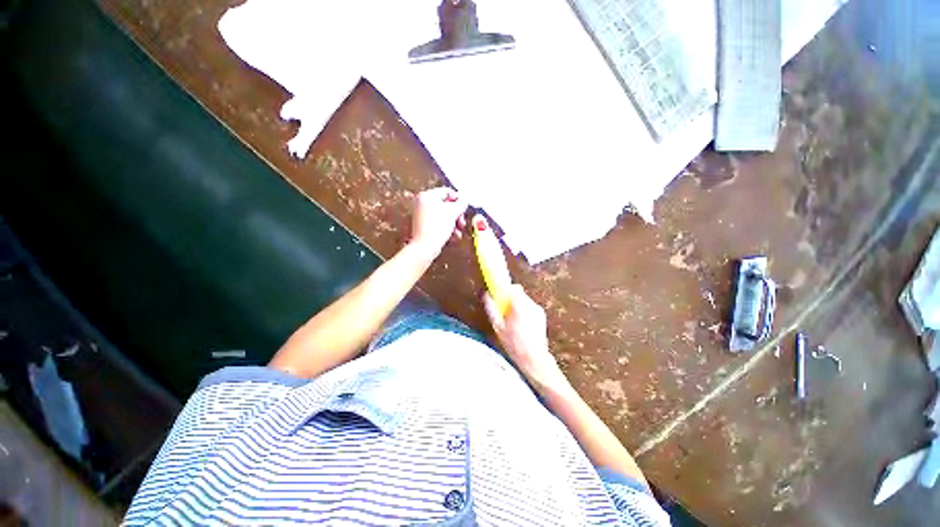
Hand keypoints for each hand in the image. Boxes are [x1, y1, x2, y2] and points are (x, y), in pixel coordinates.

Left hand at [410, 187, 467, 258]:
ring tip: (458, 231)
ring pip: (443, 215)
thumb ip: (461, 204)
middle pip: (445, 204)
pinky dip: (447, 228)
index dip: (458, 199)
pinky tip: (453, 236)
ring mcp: (422, 215)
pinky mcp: (424, 226)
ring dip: (454, 223)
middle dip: (456, 214)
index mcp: (427, 196)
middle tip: (462, 221)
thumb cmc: (437, 228)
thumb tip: (464, 200)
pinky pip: (438, 223)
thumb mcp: (453, 213)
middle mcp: (422, 203)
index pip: (446, 191)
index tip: (465, 207)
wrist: (425, 247)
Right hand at [484, 285, 567, 390]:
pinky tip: (521, 326)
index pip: (515, 287)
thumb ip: (491, 308)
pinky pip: (530, 308)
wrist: (533, 357)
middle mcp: (531, 304)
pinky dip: (525, 312)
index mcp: (520, 305)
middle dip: (511, 300)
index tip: (500, 296)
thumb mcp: (497, 326)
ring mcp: (538, 310)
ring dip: (518, 306)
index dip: (506, 290)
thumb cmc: (514, 343)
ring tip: (513, 322)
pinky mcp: (542, 316)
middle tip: (504, 312)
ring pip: (525, 301)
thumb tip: (486, 295)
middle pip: (519, 294)